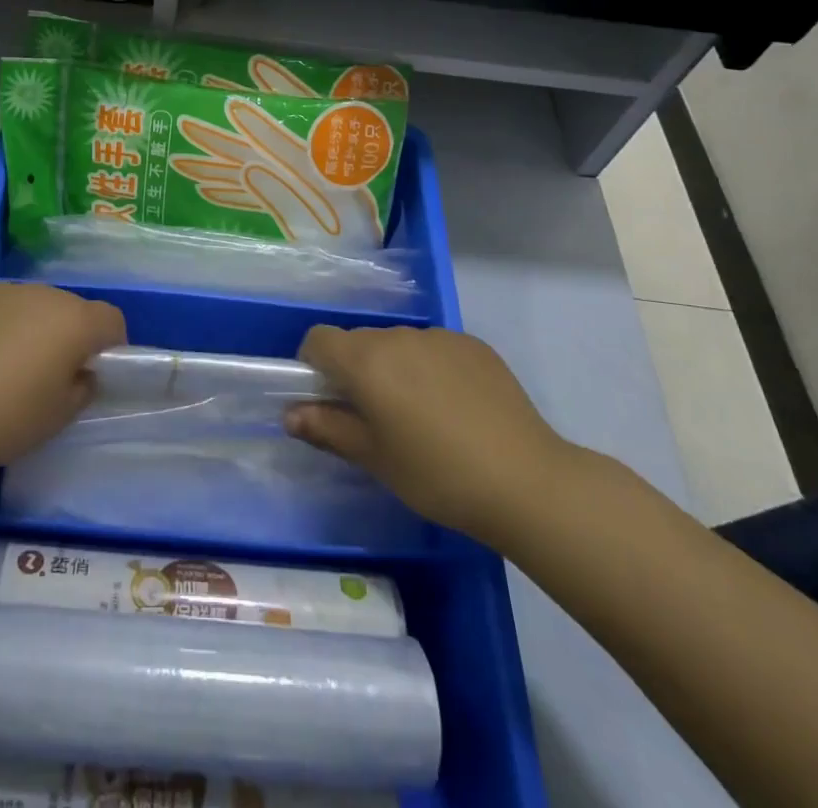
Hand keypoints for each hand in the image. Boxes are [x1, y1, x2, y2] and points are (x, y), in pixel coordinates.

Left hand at [0, 282, 125, 480]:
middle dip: (69, 336)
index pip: (112, 320)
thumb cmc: (2, 417)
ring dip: (33, 328)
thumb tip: (80, 373)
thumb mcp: (57, 417)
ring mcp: (2, 291)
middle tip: (49, 376)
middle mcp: (42, 294)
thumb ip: (81, 389)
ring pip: (33, 306)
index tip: (94, 373)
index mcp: (73, 321)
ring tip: (6, 368)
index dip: (112, 346)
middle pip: (71, 309)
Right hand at [285, 325, 571, 545]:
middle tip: (375, 417)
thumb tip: (291, 414)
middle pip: (359, 341)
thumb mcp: (375, 458)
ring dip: (394, 368)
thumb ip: (327, 429)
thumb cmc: (437, 475)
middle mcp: (398, 336)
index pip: (319, 339)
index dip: (313, 365)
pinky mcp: (473, 345)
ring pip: (398, 344)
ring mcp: (439, 336)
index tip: (328, 400)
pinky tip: (455, 408)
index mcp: (366, 360)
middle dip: (355, 370)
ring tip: (421, 416)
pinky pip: (434, 348)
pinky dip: (430, 368)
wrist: (526, 480)